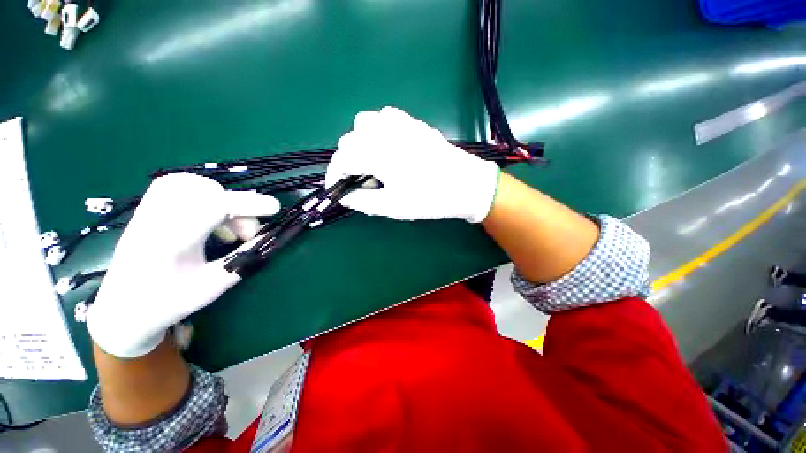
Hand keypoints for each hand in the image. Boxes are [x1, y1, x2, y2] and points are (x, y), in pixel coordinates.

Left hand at [87, 174, 279, 357]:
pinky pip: (184, 188)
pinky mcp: (150, 207)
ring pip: (195, 184)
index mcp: (170, 241)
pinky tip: (213, 223)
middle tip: (246, 233)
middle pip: (206, 189)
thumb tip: (270, 238)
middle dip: (237, 206)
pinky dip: (208, 199)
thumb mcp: (213, 285)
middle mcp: (156, 218)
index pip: (214, 206)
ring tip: (231, 227)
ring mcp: (149, 210)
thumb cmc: (168, 302)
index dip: (249, 203)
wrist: (123, 309)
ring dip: (223, 201)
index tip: (275, 209)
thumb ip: (245, 257)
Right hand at [325, 107, 499, 222]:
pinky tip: (387, 146)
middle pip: (349, 140)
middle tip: (359, 181)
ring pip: (364, 123)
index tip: (335, 189)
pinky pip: (385, 118)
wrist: (466, 184)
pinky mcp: (413, 123)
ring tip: (371, 163)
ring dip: (360, 143)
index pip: (342, 159)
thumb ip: (362, 201)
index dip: (333, 175)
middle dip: (347, 161)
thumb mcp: (393, 207)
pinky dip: (377, 131)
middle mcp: (385, 132)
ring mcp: (401, 123)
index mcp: (378, 154)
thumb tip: (344, 196)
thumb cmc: (430, 198)